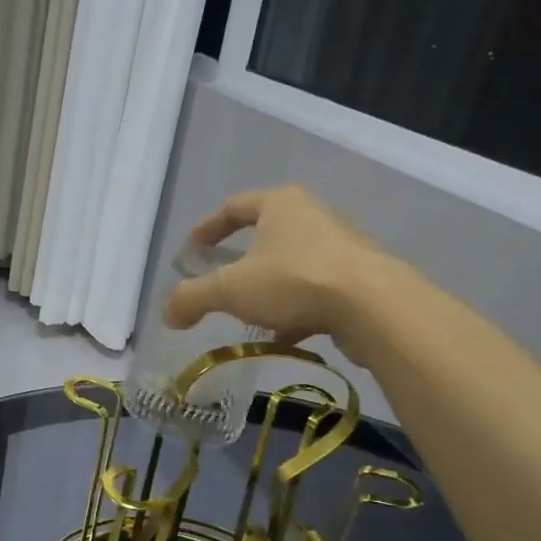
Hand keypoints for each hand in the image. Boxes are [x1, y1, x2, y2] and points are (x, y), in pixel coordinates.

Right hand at [162, 185, 390, 348]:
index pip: (234, 207)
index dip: (208, 228)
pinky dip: (295, 309)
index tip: (192, 250)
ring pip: (292, 265)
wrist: (373, 306)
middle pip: (266, 235)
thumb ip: (192, 298)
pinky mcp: (359, 277)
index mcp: (280, 204)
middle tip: (221, 283)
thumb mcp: (230, 290)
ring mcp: (341, 246)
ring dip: (269, 289)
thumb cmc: (293, 281)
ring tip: (251, 317)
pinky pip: (315, 290)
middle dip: (241, 261)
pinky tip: (284, 336)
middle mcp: (313, 216)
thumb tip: (168, 313)